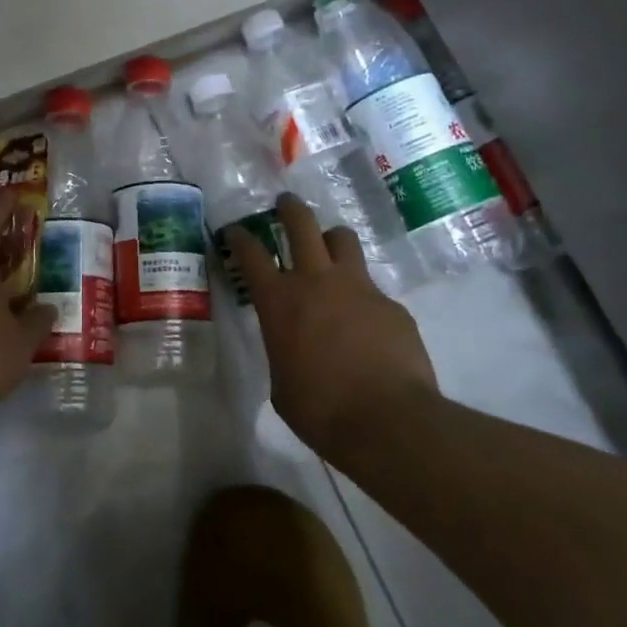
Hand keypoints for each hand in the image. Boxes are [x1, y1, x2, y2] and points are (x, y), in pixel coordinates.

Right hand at [226, 194, 439, 453]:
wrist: (388, 422)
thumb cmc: (321, 410)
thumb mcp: (281, 383)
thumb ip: (282, 350)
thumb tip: (291, 347)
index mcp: (279, 301)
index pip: (251, 253)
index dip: (240, 237)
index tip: (235, 230)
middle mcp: (316, 281)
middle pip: (301, 223)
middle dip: (290, 208)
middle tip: (285, 205)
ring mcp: (358, 287)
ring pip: (343, 239)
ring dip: (331, 240)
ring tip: (330, 252)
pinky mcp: (391, 305)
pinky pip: (372, 288)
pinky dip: (362, 297)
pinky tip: (366, 325)